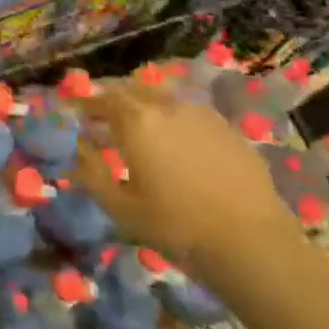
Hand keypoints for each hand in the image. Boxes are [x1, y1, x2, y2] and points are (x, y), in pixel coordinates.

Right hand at [72, 79, 304, 292]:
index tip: (78, 113)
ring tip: (140, 127)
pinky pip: (189, 111)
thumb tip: (77, 149)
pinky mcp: (226, 126)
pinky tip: (177, 141)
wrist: (251, 240)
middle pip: (132, 89)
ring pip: (163, 97)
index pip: (103, 97)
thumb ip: (91, 174)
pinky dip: (173, 117)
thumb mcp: (121, 208)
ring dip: (144, 104)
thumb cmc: (177, 225)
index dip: (87, 103)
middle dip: (114, 98)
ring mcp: (200, 113)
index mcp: (136, 120)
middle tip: (105, 117)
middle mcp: (166, 105)